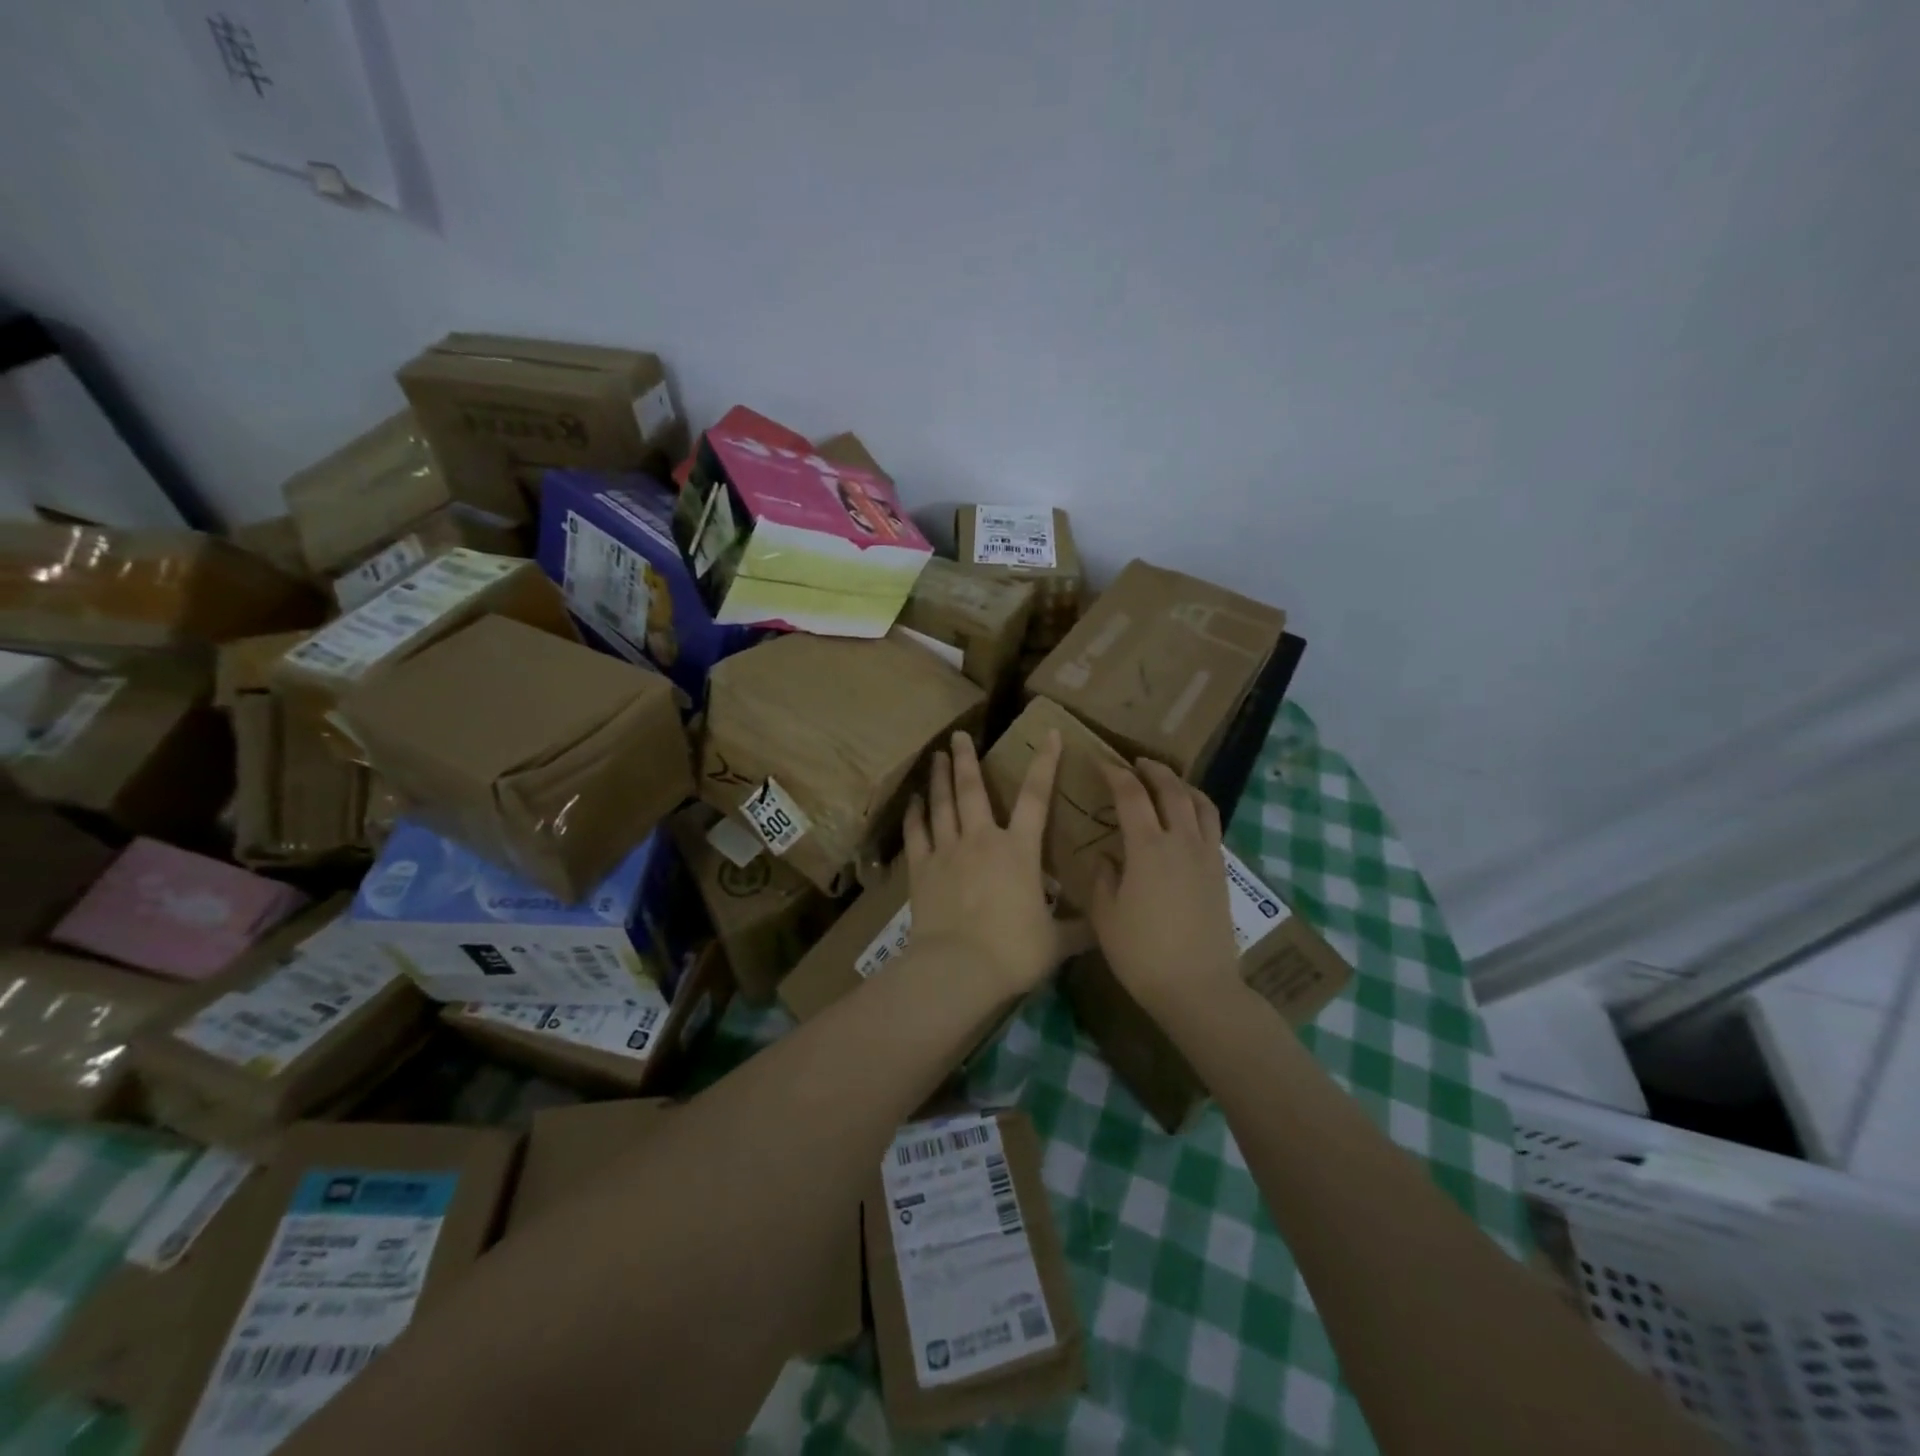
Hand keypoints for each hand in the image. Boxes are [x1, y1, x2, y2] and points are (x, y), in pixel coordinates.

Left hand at [904, 730, 1079, 996]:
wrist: (958, 969)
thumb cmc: (1013, 951)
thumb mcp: (1056, 942)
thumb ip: (1079, 929)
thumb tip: (1106, 927)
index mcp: (1019, 851)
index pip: (1037, 797)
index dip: (1045, 763)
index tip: (1049, 735)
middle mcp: (982, 840)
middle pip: (973, 790)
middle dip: (967, 759)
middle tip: (959, 735)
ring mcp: (947, 852)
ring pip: (942, 805)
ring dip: (940, 778)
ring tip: (937, 756)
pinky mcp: (922, 870)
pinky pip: (916, 834)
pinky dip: (914, 816)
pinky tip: (913, 801)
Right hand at [1089, 760, 1241, 1013]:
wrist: (1198, 988)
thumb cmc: (1142, 954)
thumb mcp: (1105, 916)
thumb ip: (1103, 878)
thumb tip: (1108, 857)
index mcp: (1148, 847)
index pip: (1131, 795)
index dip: (1114, 773)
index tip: (1099, 761)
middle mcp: (1182, 841)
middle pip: (1171, 789)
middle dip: (1152, 770)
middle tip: (1134, 763)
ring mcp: (1207, 855)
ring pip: (1200, 803)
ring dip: (1181, 784)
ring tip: (1166, 782)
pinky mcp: (1221, 872)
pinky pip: (1212, 825)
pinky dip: (1198, 808)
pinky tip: (1186, 819)